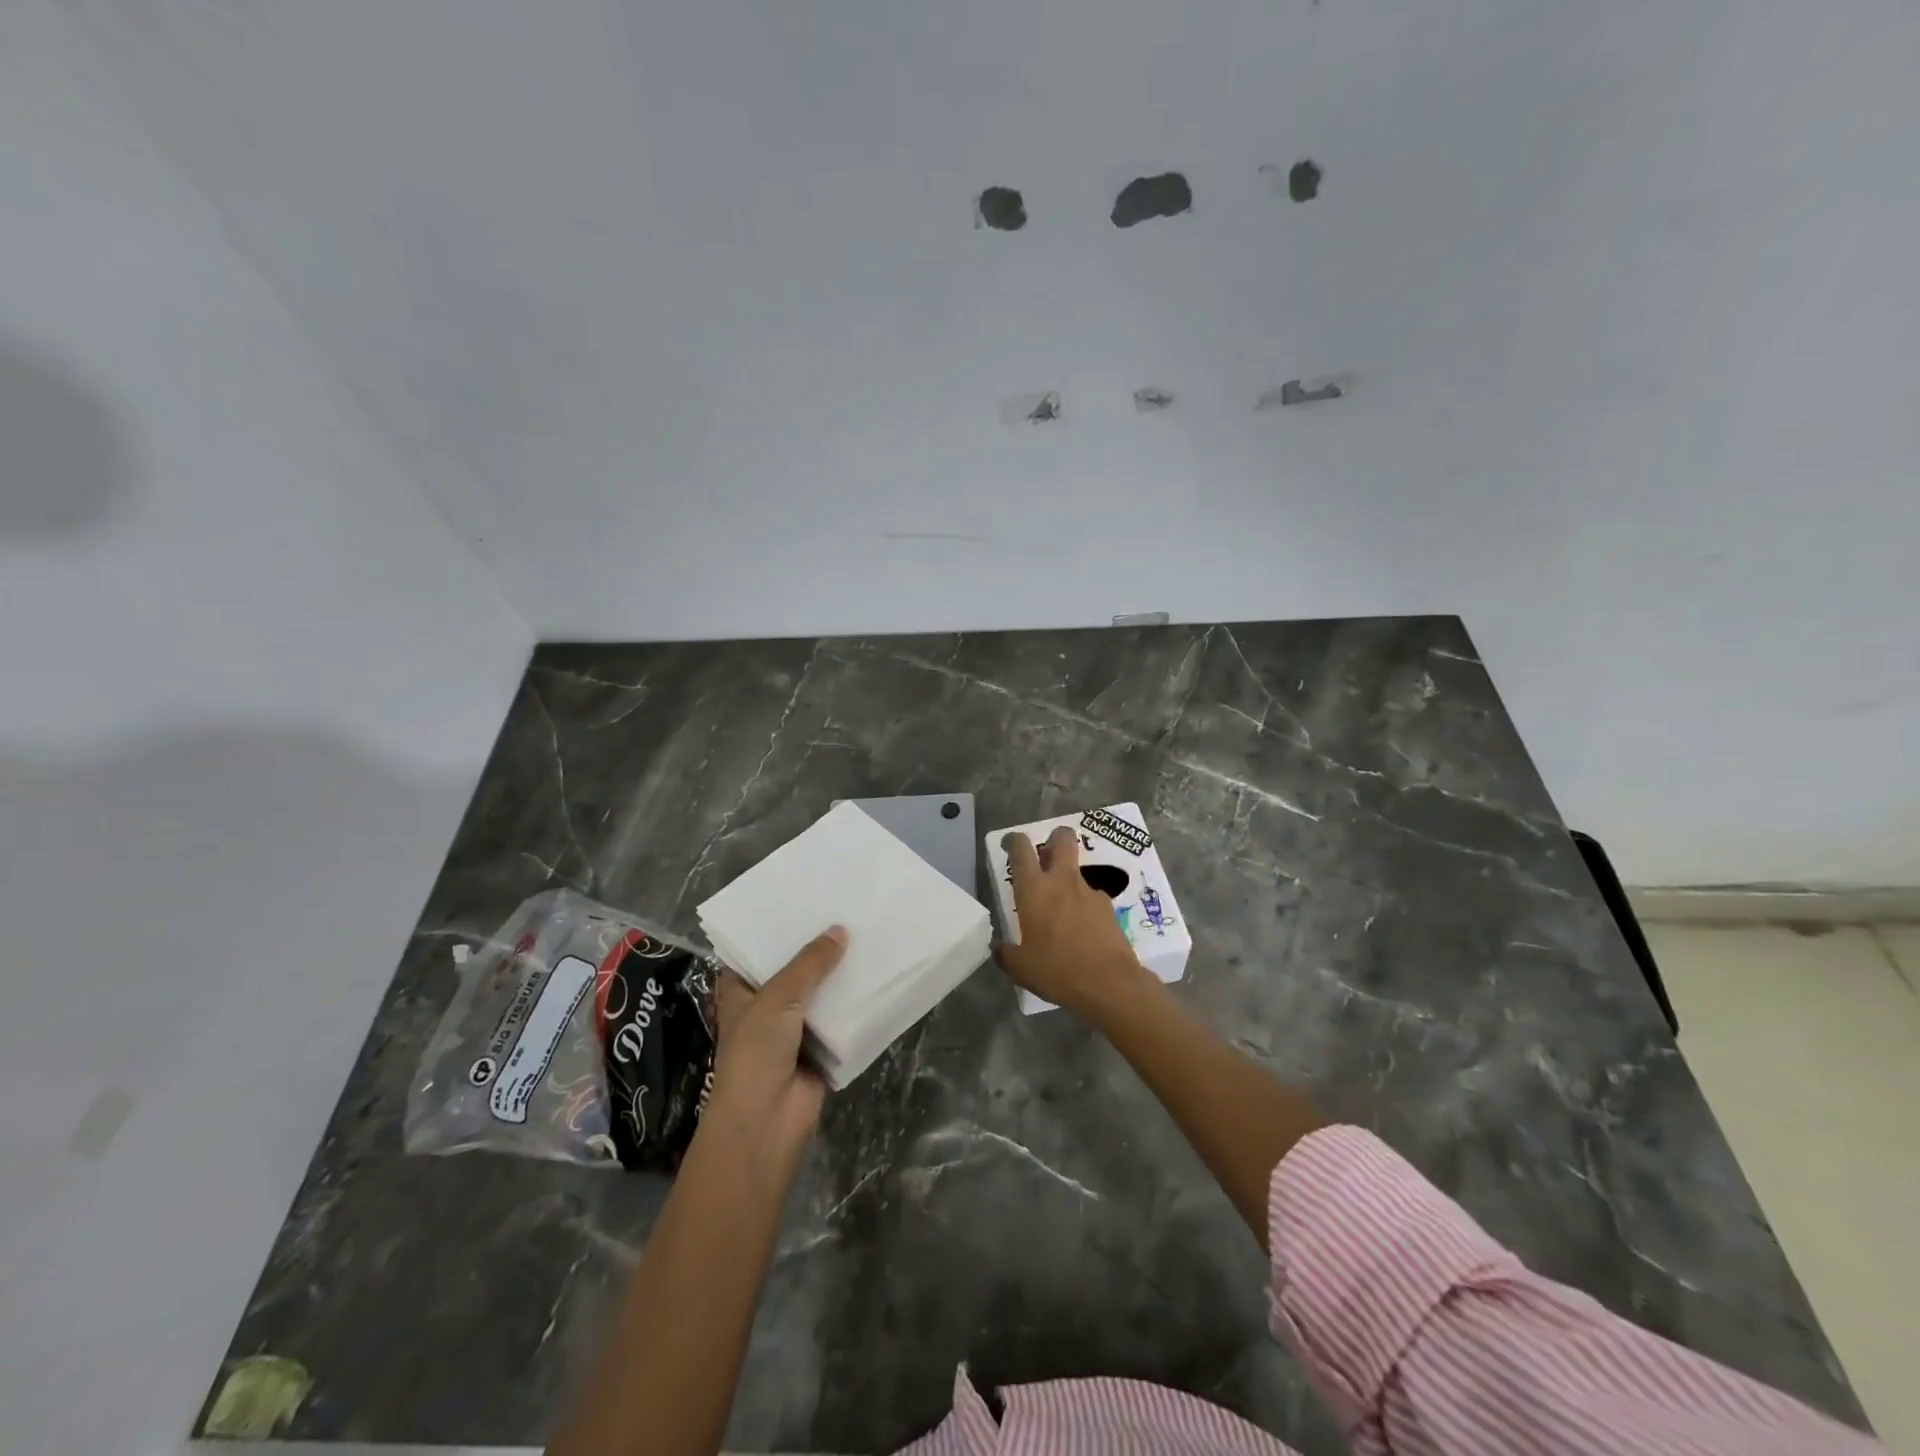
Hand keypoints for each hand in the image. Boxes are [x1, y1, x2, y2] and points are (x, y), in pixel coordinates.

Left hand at [706, 926, 845, 1181]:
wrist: (767, 1120)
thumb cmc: (756, 1051)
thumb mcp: (779, 997)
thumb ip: (810, 963)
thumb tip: (840, 930)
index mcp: (741, 992)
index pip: (754, 953)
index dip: (774, 931)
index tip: (800, 902)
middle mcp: (766, 1007)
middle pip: (793, 971)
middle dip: (815, 950)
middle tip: (844, 911)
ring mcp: (793, 1030)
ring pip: (819, 995)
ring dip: (838, 976)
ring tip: (866, 936)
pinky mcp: (820, 1050)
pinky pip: (840, 1021)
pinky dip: (855, 1006)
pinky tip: (877, 978)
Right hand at [995, 828, 1150, 1017]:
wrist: (1110, 984)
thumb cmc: (1058, 970)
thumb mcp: (1021, 969)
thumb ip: (1006, 954)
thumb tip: (999, 949)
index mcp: (1034, 890)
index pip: (1021, 849)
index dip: (1014, 841)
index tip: (1010, 844)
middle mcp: (1062, 881)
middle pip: (1062, 839)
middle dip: (1054, 838)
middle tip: (1046, 855)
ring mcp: (1089, 892)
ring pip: (1076, 871)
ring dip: (1068, 881)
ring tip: (1062, 913)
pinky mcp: (1109, 907)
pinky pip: (1091, 899)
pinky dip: (1083, 908)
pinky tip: (1082, 932)